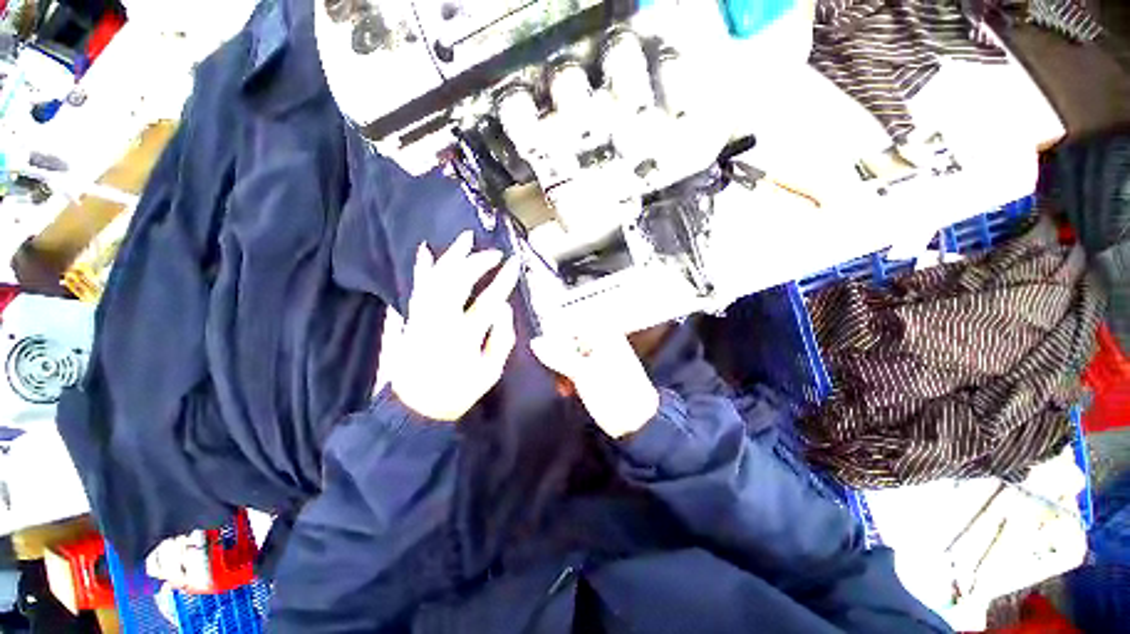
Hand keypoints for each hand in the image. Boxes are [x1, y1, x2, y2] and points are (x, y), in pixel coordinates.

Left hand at [388, 231, 520, 421]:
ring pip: (437, 277)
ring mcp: (423, 316)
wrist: (417, 406)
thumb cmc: (458, 391)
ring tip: (465, 238)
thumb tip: (503, 308)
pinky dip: (423, 267)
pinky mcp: (413, 317)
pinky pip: (418, 286)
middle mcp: (442, 320)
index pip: (489, 300)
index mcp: (465, 335)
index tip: (514, 264)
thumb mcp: (490, 372)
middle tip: (493, 253)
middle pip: (458, 281)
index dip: (504, 280)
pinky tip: (425, 251)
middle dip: (478, 262)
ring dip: (452, 256)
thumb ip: (501, 338)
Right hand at [531, 329, 659, 437]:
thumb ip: (558, 355)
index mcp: (604, 334)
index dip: (555, 336)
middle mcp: (603, 342)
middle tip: (553, 371)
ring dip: (563, 369)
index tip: (541, 349)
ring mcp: (602, 358)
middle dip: (558, 356)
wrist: (637, 423)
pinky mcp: (600, 373)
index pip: (571, 324)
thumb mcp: (582, 372)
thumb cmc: (615, 393)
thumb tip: (537, 343)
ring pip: (573, 356)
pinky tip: (567, 389)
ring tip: (562, 385)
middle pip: (571, 340)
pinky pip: (579, 368)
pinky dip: (571, 377)